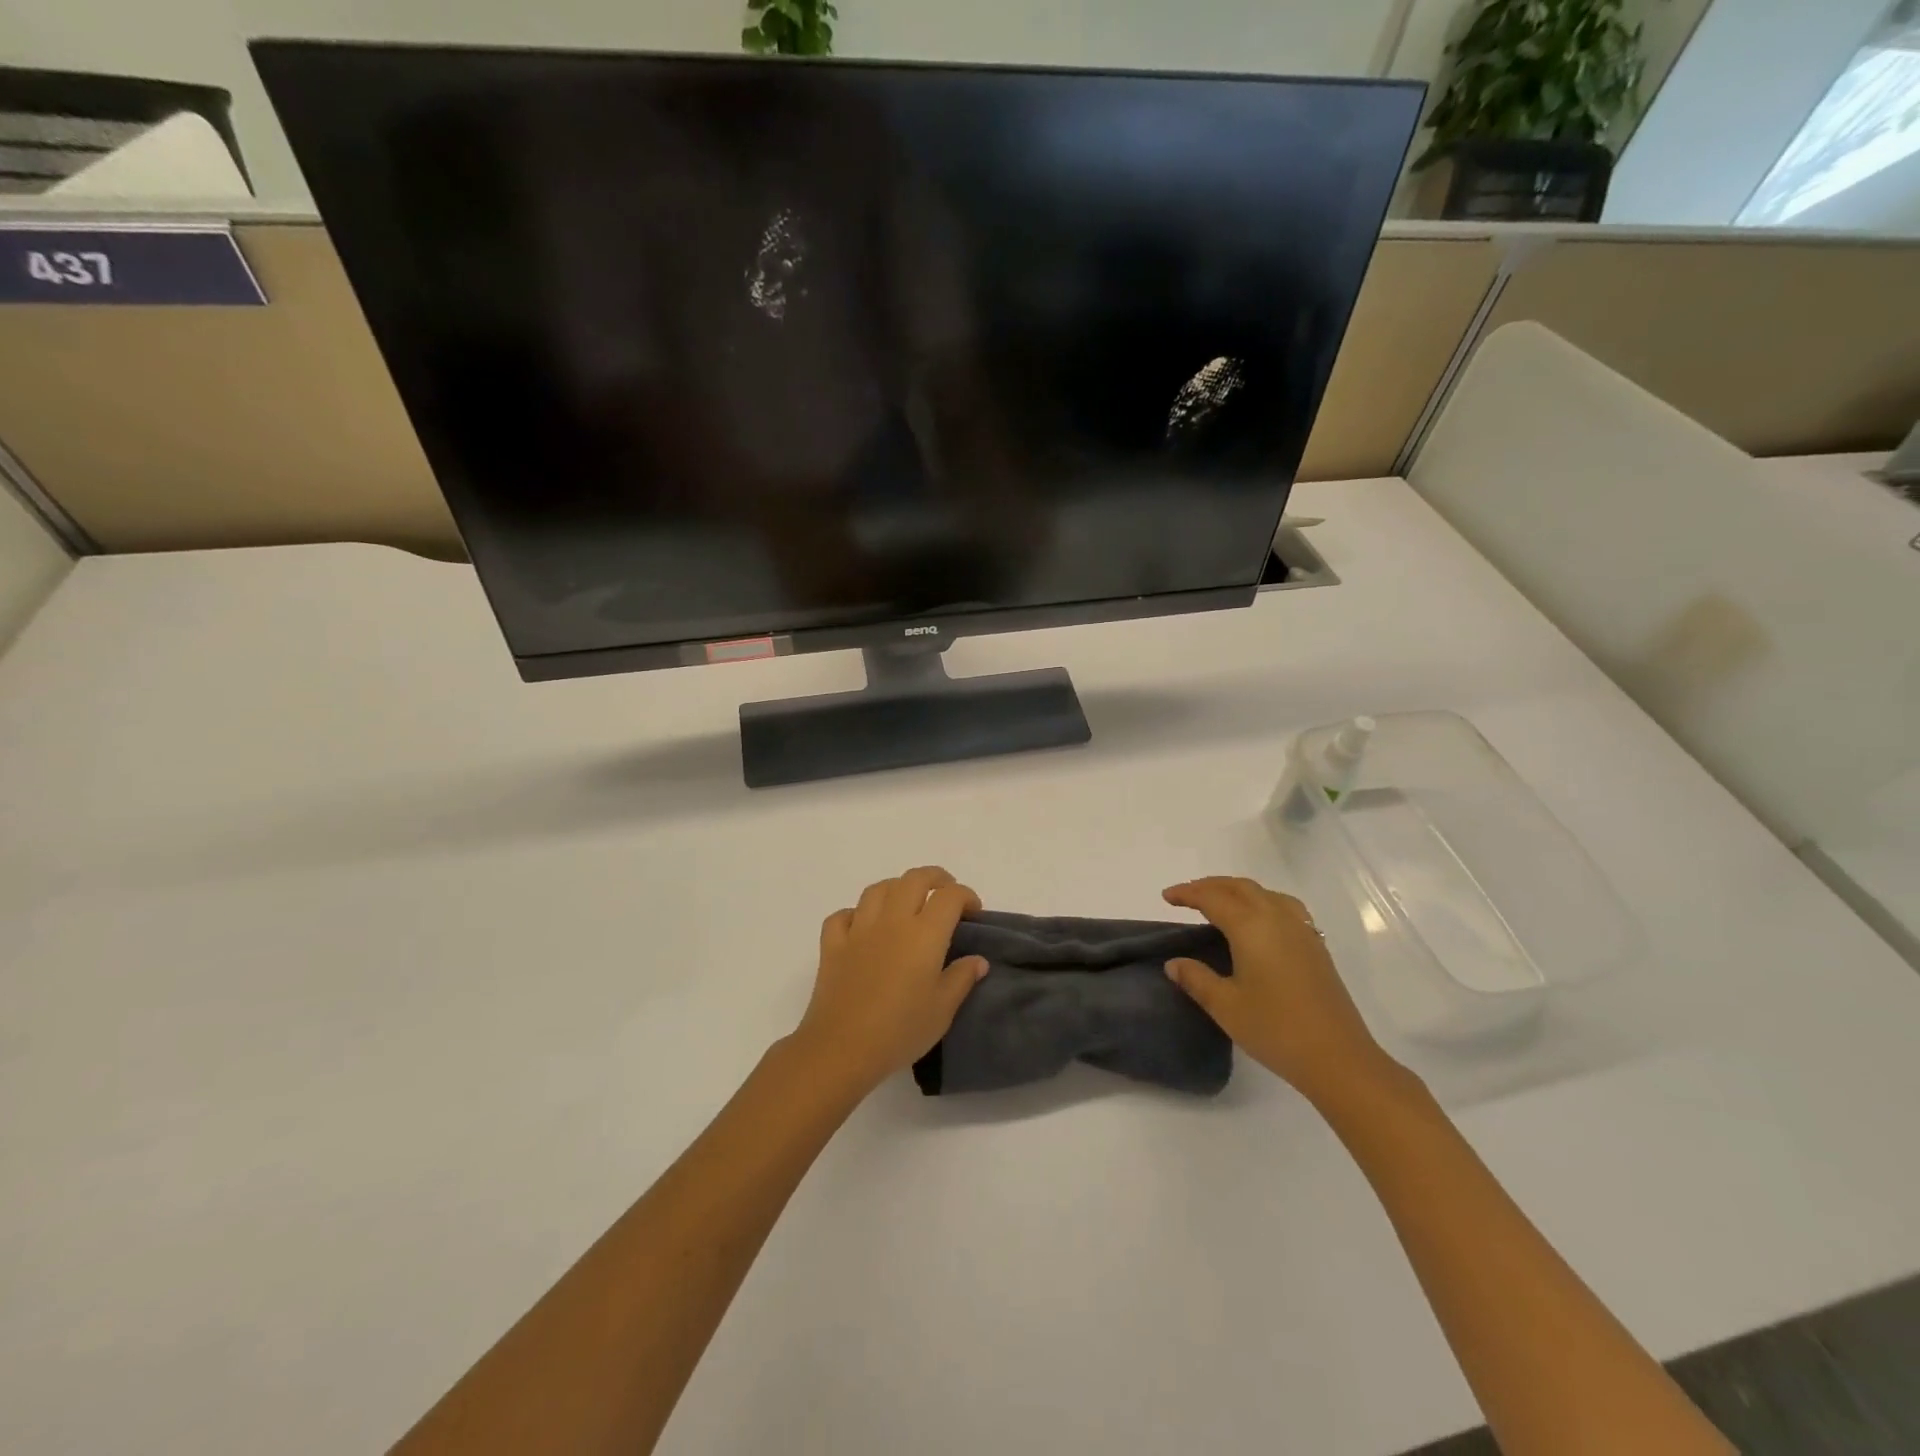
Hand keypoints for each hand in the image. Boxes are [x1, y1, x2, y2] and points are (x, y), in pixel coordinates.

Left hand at [791, 867, 988, 1097]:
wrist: (841, 1048)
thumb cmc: (900, 1031)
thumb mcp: (942, 1010)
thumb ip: (961, 979)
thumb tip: (978, 960)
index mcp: (924, 934)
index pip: (950, 896)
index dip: (966, 896)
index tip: (974, 912)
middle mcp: (892, 921)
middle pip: (914, 879)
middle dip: (935, 878)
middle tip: (946, 894)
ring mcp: (858, 930)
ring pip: (878, 889)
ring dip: (897, 888)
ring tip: (907, 903)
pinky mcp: (832, 945)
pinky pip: (843, 915)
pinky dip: (856, 914)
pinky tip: (863, 927)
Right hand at [1162, 876, 1397, 1106]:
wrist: (1338, 1058)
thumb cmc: (1275, 1029)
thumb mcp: (1225, 1005)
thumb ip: (1196, 979)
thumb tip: (1174, 964)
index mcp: (1251, 926)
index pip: (1212, 897)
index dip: (1187, 893)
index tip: (1167, 897)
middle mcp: (1277, 918)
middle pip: (1240, 887)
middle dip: (1211, 885)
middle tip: (1187, 896)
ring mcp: (1302, 930)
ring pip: (1265, 893)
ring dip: (1238, 890)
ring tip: (1221, 903)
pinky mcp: (1316, 946)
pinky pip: (1284, 906)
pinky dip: (1262, 901)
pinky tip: (1259, 922)